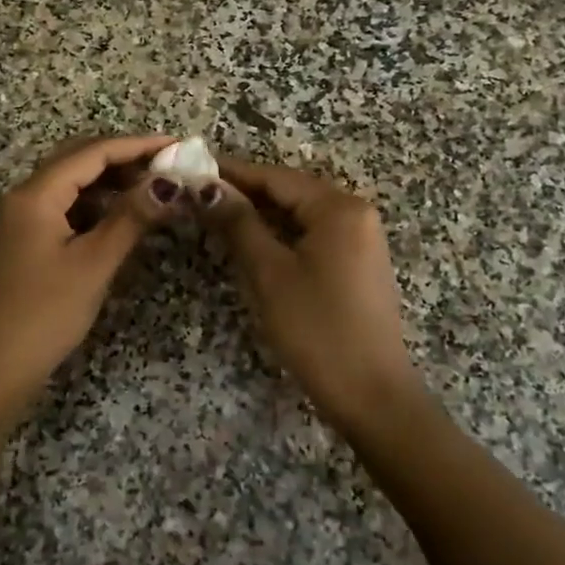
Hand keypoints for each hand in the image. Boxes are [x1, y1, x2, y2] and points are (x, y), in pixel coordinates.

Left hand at [0, 134, 176, 444]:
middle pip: (79, 161)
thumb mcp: (93, 264)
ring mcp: (24, 219)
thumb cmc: (43, 315)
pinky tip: (122, 218)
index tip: (178, 146)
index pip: (92, 152)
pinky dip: (97, 206)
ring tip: (153, 190)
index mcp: (35, 194)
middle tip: (169, 168)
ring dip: (112, 182)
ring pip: (73, 185)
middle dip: (125, 159)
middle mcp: (26, 196)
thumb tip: (170, 183)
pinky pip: (67, 208)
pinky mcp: (28, 241)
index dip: (138, 145)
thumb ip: (131, 218)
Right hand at [205, 158, 423, 431]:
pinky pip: (314, 235)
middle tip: (198, 195)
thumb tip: (206, 186)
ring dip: (261, 215)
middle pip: (291, 192)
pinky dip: (282, 235)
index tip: (193, 168)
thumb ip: (238, 223)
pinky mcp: (359, 265)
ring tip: (217, 215)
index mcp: (339, 208)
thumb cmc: (316, 329)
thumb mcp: (269, 273)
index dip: (233, 173)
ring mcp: (362, 240)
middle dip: (245, 193)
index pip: (276, 177)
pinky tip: (253, 242)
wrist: (372, 395)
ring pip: (301, 215)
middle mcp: (356, 213)